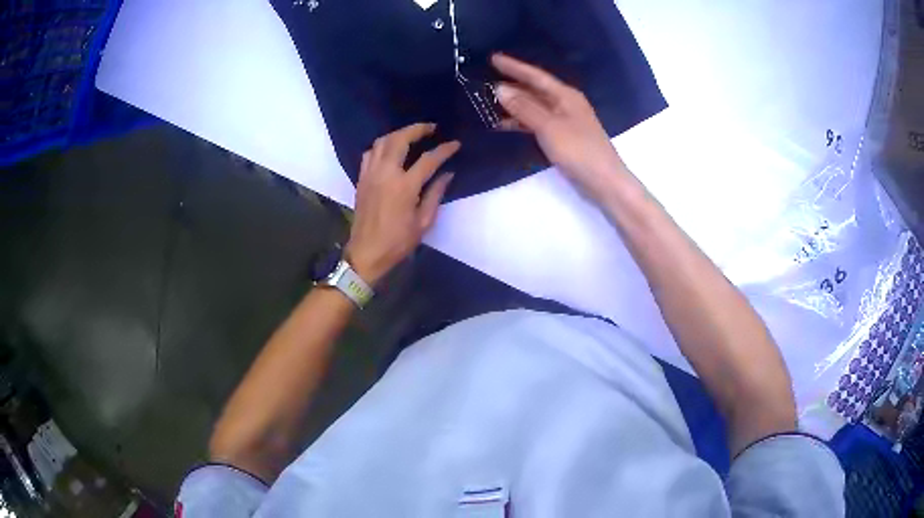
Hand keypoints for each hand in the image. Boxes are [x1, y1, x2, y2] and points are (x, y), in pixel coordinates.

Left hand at [346, 123, 459, 284]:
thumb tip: (447, 174)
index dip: (444, 150)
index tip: (455, 144)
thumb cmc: (398, 242)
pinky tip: (390, 150)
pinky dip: (381, 146)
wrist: (367, 252)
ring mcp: (370, 174)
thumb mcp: (424, 222)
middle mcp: (386, 173)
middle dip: (417, 129)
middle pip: (400, 139)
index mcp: (404, 186)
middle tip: (431, 128)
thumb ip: (436, 194)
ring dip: (398, 134)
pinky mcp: (361, 178)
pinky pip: (370, 153)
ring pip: (382, 142)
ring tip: (411, 135)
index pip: (428, 159)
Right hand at [492, 53, 627, 199]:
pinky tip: (504, 125)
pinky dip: (520, 122)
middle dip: (510, 86)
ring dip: (513, 105)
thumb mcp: (549, 126)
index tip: (493, 58)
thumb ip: (524, 107)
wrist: (603, 181)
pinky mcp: (561, 138)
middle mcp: (564, 104)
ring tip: (488, 102)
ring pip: (533, 107)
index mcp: (565, 95)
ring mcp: (563, 121)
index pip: (535, 76)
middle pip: (533, 90)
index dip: (514, 67)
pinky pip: (536, 123)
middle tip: (484, 82)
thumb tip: (499, 89)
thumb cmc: (578, 150)